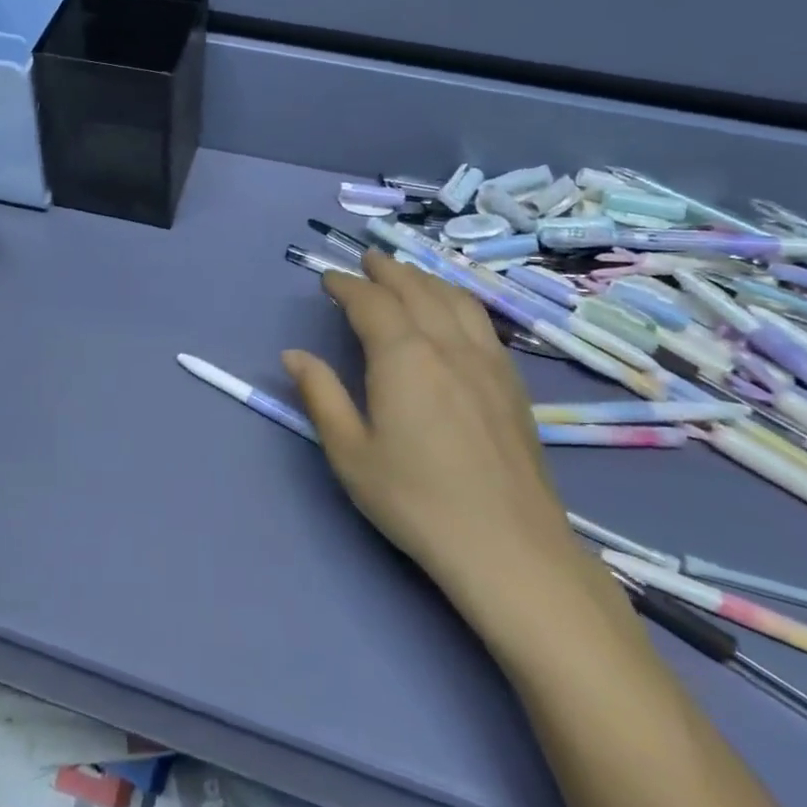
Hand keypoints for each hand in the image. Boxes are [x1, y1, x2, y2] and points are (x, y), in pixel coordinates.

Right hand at [283, 251, 592, 624]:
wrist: (508, 546)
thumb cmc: (415, 499)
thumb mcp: (349, 451)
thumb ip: (321, 395)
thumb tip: (293, 355)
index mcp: (403, 357)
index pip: (371, 303)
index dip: (346, 285)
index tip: (328, 279)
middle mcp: (448, 345)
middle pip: (416, 289)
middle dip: (387, 270)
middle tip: (366, 260)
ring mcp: (488, 361)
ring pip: (455, 299)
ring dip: (425, 278)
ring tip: (407, 274)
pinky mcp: (512, 383)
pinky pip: (482, 321)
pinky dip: (458, 300)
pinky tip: (454, 312)